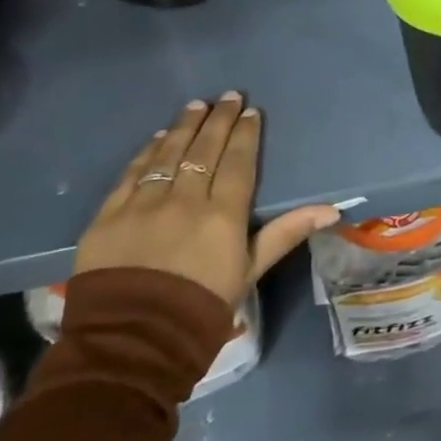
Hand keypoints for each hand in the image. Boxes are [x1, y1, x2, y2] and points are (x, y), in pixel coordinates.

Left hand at [74, 92, 339, 309]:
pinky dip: (147, 152)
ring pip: (168, 154)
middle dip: (218, 119)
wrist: (130, 345)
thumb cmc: (201, 309)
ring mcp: (143, 205)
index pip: (237, 162)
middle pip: (204, 149)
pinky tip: (158, 138)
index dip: (245, 134)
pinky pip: (131, 174)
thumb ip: (286, 233)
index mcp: (222, 214)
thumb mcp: (249, 272)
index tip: (250, 112)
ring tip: (196, 105)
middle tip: (228, 96)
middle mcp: (184, 200)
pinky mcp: (108, 216)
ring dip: (184, 126)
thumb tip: (332, 209)